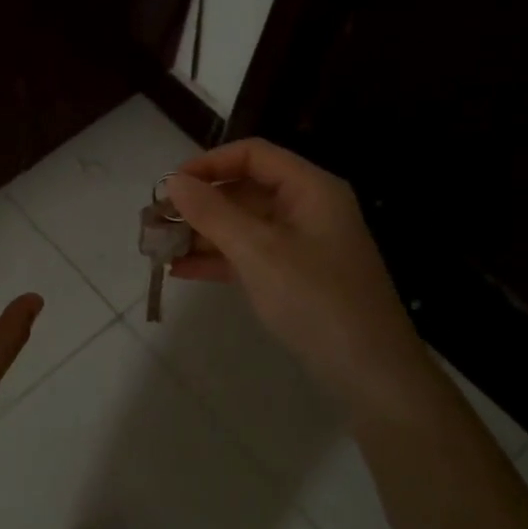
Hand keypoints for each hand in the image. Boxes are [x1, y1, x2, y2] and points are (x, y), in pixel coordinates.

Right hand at [166, 138, 426, 400]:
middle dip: (199, 204)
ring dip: (201, 234)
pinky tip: (180, 270)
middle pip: (244, 190)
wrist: (371, 373)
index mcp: (310, 189)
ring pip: (242, 225)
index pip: (252, 155)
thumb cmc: (316, 299)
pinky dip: (217, 260)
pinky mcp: (293, 277)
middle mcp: (306, 209)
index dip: (209, 163)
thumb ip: (213, 213)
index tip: (170, 186)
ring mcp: (300, 245)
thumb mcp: (259, 251)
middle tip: (156, 222)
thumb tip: (174, 181)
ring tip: (159, 248)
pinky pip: (248, 255)